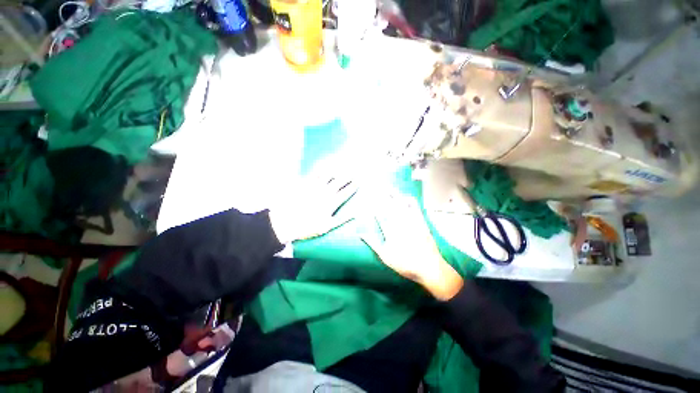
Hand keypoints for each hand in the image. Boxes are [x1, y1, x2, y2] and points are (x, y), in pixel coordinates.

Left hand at [268, 169, 356, 243]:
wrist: (287, 222)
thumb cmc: (308, 226)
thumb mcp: (327, 226)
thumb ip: (342, 219)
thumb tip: (355, 215)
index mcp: (332, 202)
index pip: (346, 192)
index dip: (354, 186)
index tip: (359, 181)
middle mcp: (326, 192)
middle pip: (340, 180)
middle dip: (349, 175)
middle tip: (354, 171)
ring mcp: (315, 186)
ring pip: (329, 174)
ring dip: (337, 169)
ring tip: (342, 164)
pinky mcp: (306, 183)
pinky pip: (316, 173)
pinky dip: (322, 168)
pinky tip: (325, 164)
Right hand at [360, 193, 463, 300]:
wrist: (429, 267)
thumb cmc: (404, 263)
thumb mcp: (385, 256)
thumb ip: (372, 243)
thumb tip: (360, 234)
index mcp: (389, 230)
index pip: (379, 214)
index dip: (373, 205)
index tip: (368, 197)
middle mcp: (399, 222)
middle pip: (388, 205)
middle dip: (381, 195)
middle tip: (376, 186)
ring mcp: (411, 220)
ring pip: (400, 204)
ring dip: (393, 194)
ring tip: (388, 187)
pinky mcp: (421, 221)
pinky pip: (415, 207)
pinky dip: (410, 200)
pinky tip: (406, 196)